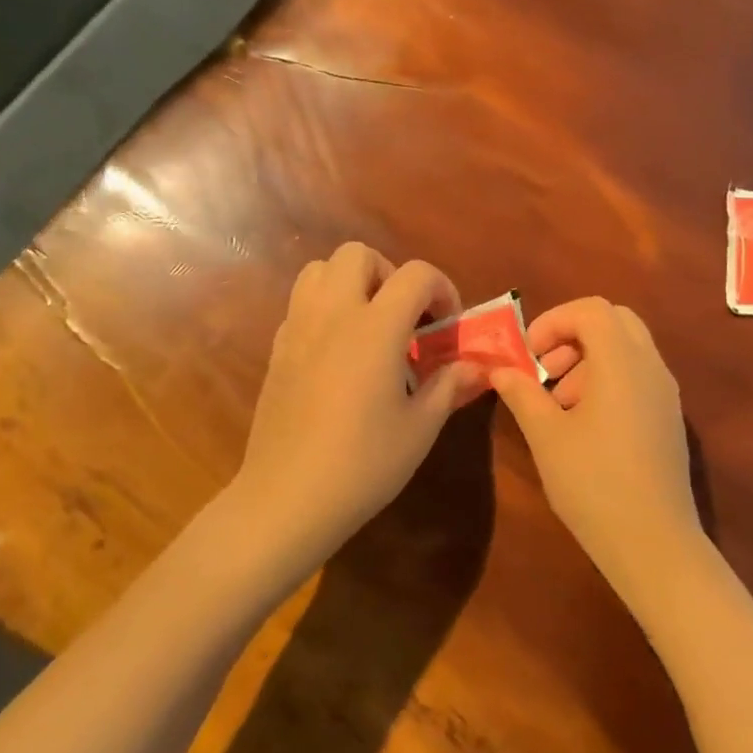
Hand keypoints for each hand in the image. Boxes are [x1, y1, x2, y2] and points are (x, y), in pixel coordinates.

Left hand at [236, 244, 481, 571]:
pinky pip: (301, 305)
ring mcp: (297, 329)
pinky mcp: (277, 350)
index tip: (447, 325)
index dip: (441, 289)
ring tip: (370, 326)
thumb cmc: (363, 464)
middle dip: (390, 274)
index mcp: (374, 328)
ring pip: (320, 270)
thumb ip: (449, 385)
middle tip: (405, 318)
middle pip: (358, 254)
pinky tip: (339, 356)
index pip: (415, 274)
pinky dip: (326, 310)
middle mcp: (332, 314)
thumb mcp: (420, 428)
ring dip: (352, 283)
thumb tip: (476, 367)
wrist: (287, 498)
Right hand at [490, 298, 702, 595]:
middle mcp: (651, 366)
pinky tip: (585, 424)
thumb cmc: (593, 483)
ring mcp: (665, 392)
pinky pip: (638, 375)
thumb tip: (501, 370)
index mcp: (622, 362)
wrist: (653, 542)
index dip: (553, 321)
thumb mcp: (546, 436)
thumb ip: (522, 394)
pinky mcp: (669, 417)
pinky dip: (608, 379)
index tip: (528, 354)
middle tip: (545, 370)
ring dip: (589, 359)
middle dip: (573, 334)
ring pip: (627, 348)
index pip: (591, 310)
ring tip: (559, 403)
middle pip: (614, 321)